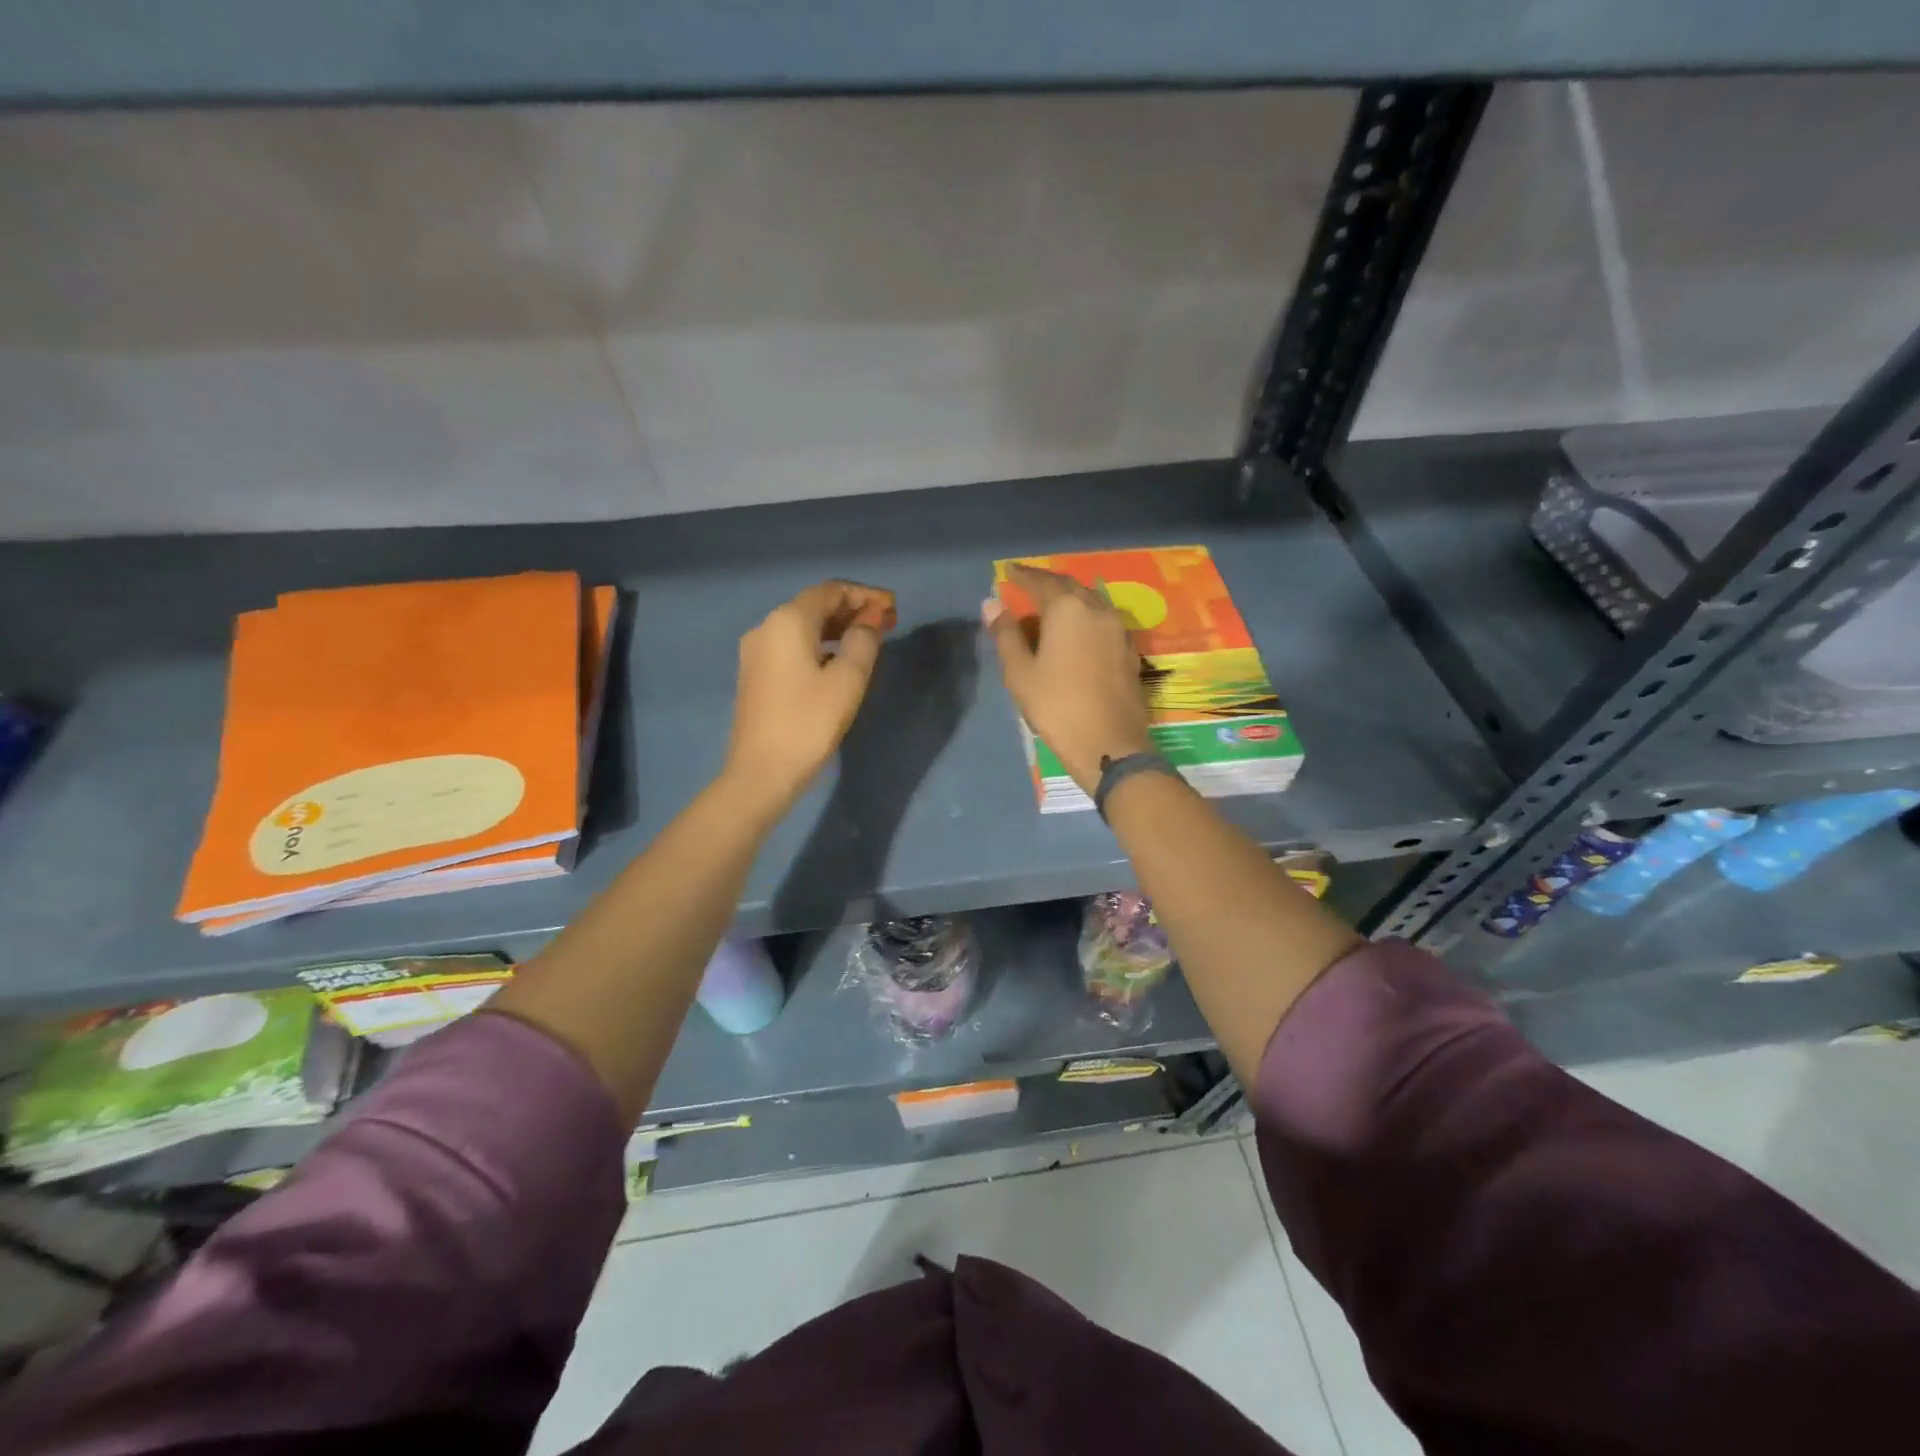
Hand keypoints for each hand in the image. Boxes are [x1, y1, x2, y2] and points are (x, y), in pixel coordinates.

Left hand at [724, 580, 896, 813]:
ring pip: (802, 627)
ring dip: (835, 628)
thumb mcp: (847, 680)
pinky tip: (838, 661)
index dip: (864, 595)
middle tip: (885, 624)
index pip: (830, 591)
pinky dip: (818, 645)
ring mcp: (756, 651)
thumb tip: (869, 622)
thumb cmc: (809, 723)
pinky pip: (791, 646)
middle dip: (851, 610)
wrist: (762, 772)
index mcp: (787, 621)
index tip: (892, 608)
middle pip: (814, 606)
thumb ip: (863, 642)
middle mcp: (766, 627)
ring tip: (868, 642)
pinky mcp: (755, 674)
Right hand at [983, 563, 1153, 793]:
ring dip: (1069, 599)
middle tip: (1028, 586)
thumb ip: (1006, 634)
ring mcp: (1118, 629)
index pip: (1040, 582)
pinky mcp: (1129, 650)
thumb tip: (992, 603)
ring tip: (1050, 607)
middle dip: (1047, 584)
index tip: (1008, 572)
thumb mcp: (1020, 673)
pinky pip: (1102, 621)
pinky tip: (1076, 631)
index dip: (1022, 575)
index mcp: (1067, 609)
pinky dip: (1084, 617)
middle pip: (1069, 586)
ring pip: (1090, 602)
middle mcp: (1097, 609)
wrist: (1110, 744)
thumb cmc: (1057, 707)